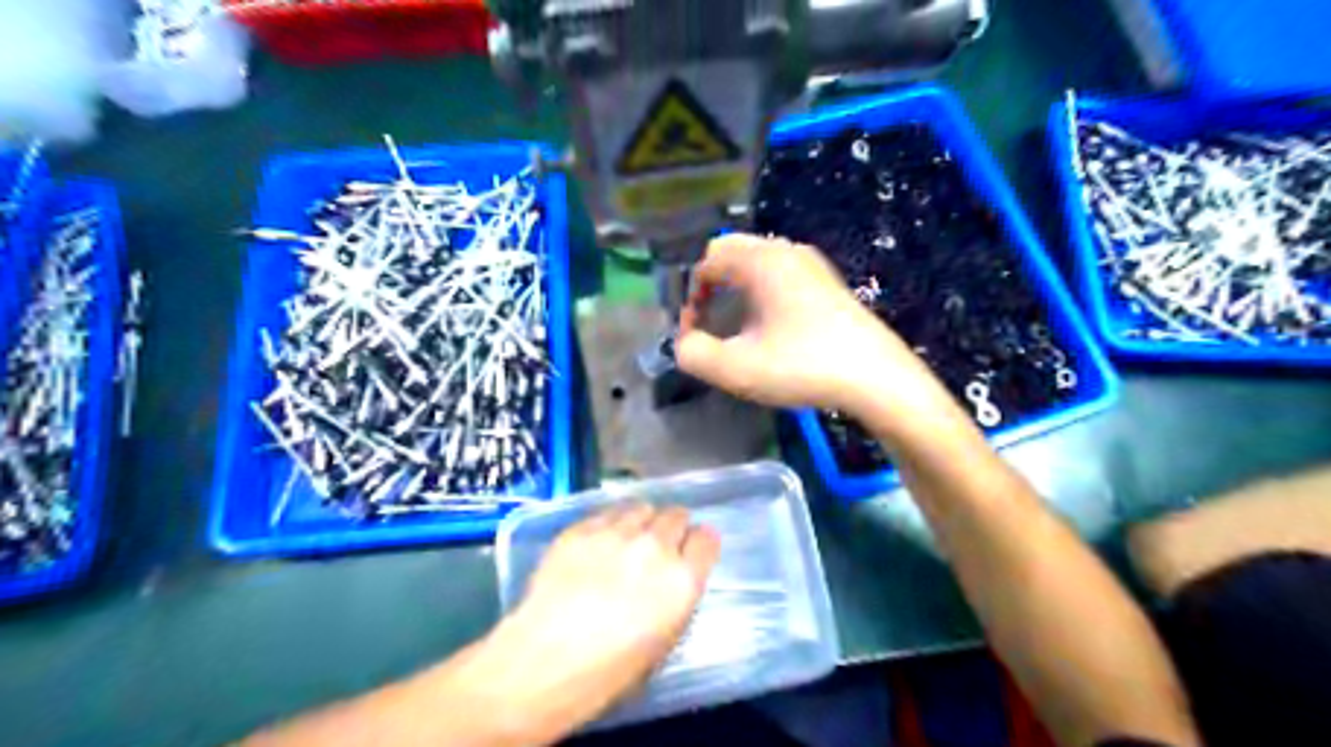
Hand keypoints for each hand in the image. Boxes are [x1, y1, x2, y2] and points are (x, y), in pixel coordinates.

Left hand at [467, 506, 716, 742]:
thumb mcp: (663, 642)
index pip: (707, 538)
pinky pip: (607, 512)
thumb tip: (674, 576)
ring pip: (642, 507)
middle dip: (671, 529)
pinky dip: (610, 522)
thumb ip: (676, 598)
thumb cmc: (607, 673)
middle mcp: (655, 546)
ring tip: (627, 540)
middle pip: (676, 515)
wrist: (542, 662)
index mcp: (682, 581)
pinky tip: (598, 543)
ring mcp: (616, 532)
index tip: (690, 552)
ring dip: (642, 521)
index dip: (698, 545)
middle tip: (657, 548)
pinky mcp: (582, 527)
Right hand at [680, 235, 950, 413]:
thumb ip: (693, 354)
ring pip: (757, 263)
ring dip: (736, 290)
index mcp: (761, 260)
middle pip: (731, 253)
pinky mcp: (827, 283)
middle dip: (710, 287)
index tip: (694, 336)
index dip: (689, 298)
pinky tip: (770, 329)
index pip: (706, 261)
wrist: (876, 377)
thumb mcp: (736, 369)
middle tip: (709, 325)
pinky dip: (762, 293)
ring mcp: (811, 264)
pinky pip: (780, 275)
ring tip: (736, 329)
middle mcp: (785, 250)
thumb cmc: (803, 366)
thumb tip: (684, 344)